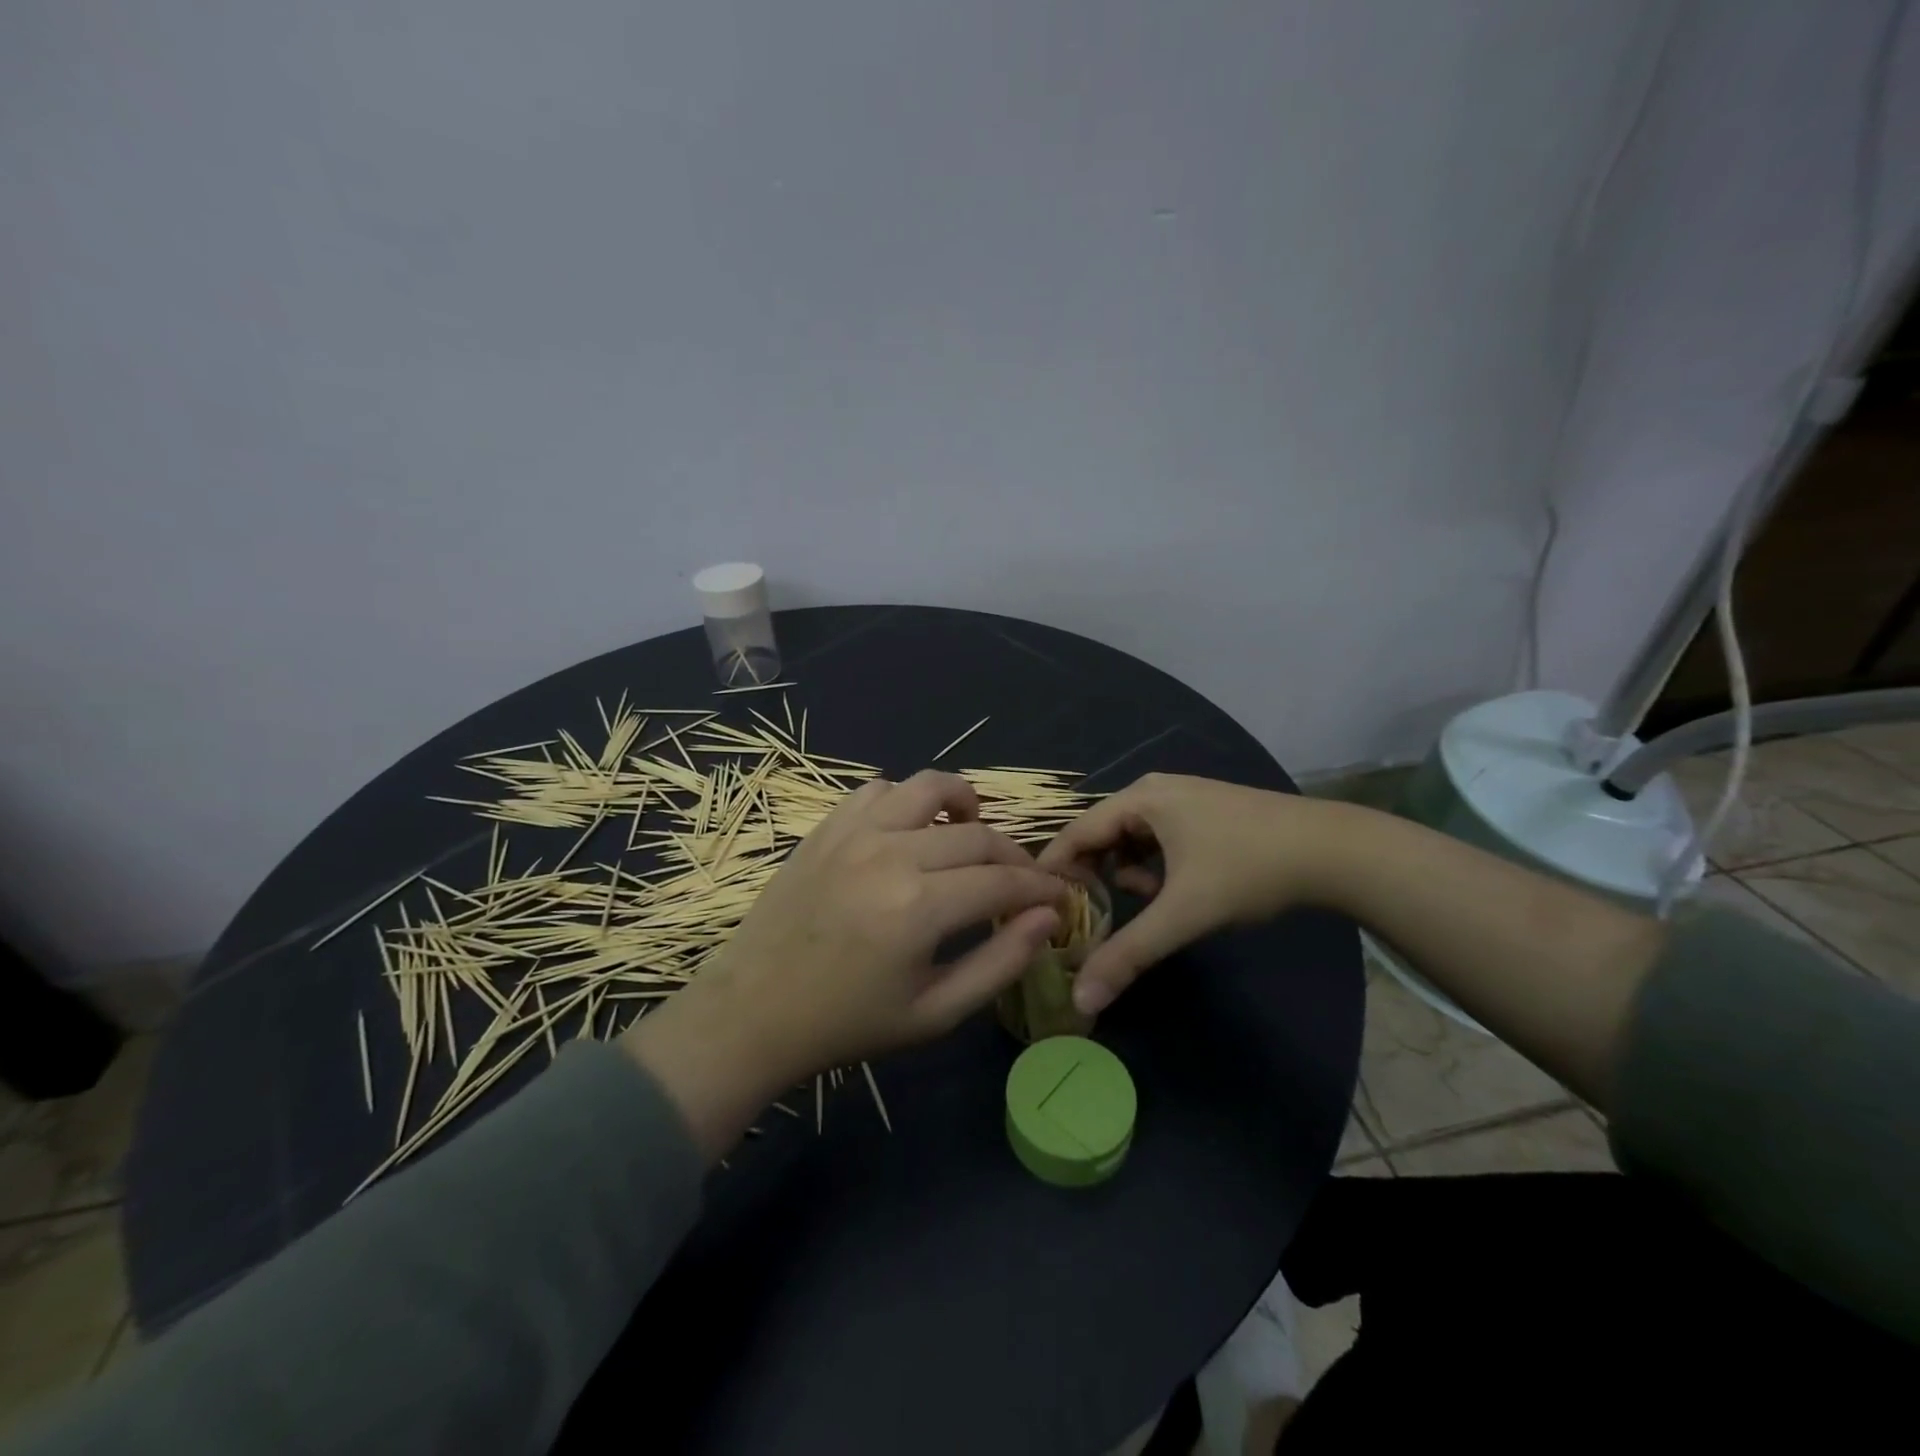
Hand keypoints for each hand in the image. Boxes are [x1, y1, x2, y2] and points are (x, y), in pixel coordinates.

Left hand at [621, 771, 1063, 1157]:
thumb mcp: (936, 1013)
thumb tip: (1048, 919)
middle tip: (1022, 883)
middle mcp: (891, 853)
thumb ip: (1001, 962)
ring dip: (964, 805)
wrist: (754, 1012)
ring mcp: (853, 832)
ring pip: (929, 788)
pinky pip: (878, 790)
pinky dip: (906, 801)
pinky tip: (910, 830)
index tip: (1057, 898)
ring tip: (973, 832)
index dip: (1041, 888)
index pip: (1004, 880)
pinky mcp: (826, 828)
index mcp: (920, 906)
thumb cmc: (849, 1023)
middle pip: (977, 835)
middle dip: (1014, 858)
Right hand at [1038, 773, 1342, 1014]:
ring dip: (1130, 875)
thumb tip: (1081, 998)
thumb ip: (1129, 954)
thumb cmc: (1248, 870)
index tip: (1038, 907)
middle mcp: (1154, 790)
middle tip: (1092, 916)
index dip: (1053, 870)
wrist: (1333, 851)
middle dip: (1096, 877)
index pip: (1076, 832)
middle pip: (1103, 835)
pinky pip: (1159, 840)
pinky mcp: (1205, 813)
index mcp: (1140, 799)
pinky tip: (1177, 890)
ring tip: (1150, 903)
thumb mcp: (1183, 914)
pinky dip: (1156, 867)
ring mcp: (1183, 798)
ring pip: (1132, 840)